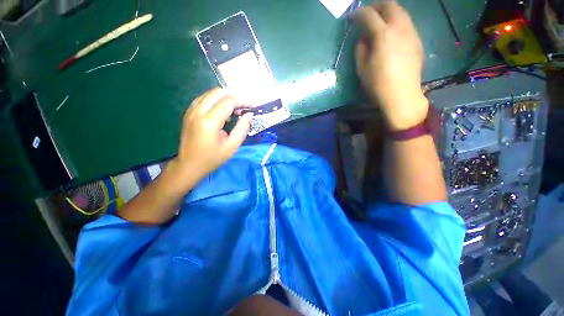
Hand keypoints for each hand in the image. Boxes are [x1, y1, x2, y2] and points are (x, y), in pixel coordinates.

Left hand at [174, 88, 252, 185]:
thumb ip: (242, 128)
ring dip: (224, 98)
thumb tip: (249, 114)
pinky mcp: (189, 113)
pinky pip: (203, 99)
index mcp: (209, 122)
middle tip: (243, 108)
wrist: (189, 165)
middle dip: (233, 96)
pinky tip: (222, 112)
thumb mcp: (232, 146)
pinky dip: (215, 101)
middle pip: (217, 92)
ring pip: (209, 93)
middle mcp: (198, 112)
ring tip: (234, 110)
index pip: (227, 101)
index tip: (250, 106)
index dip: (241, 101)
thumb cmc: (213, 158)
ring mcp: (191, 111)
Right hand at [352, 1, 428, 130]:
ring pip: (400, 11)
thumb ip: (361, 48)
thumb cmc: (377, 84)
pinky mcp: (417, 40)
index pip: (368, 15)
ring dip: (388, 12)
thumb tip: (363, 38)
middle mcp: (399, 27)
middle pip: (389, 4)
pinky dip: (396, 21)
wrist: (402, 95)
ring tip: (379, 21)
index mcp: (383, 35)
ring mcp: (411, 32)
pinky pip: (406, 22)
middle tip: (366, 14)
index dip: (357, 14)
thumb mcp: (361, 68)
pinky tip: (391, 32)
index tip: (350, 18)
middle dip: (375, 6)